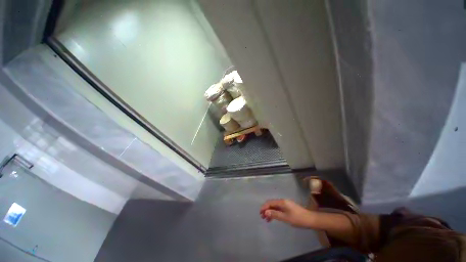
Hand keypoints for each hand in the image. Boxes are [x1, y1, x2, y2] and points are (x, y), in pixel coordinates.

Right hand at [260, 199, 315, 227]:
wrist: (310, 219)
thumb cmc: (297, 219)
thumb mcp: (285, 218)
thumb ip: (275, 214)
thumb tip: (265, 212)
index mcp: (282, 202)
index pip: (270, 202)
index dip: (264, 207)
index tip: (260, 213)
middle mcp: (283, 201)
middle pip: (272, 204)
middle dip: (266, 209)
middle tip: (262, 217)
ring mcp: (286, 204)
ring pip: (275, 207)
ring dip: (270, 212)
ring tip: (266, 219)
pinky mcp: (288, 208)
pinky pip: (279, 209)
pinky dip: (275, 213)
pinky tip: (273, 218)